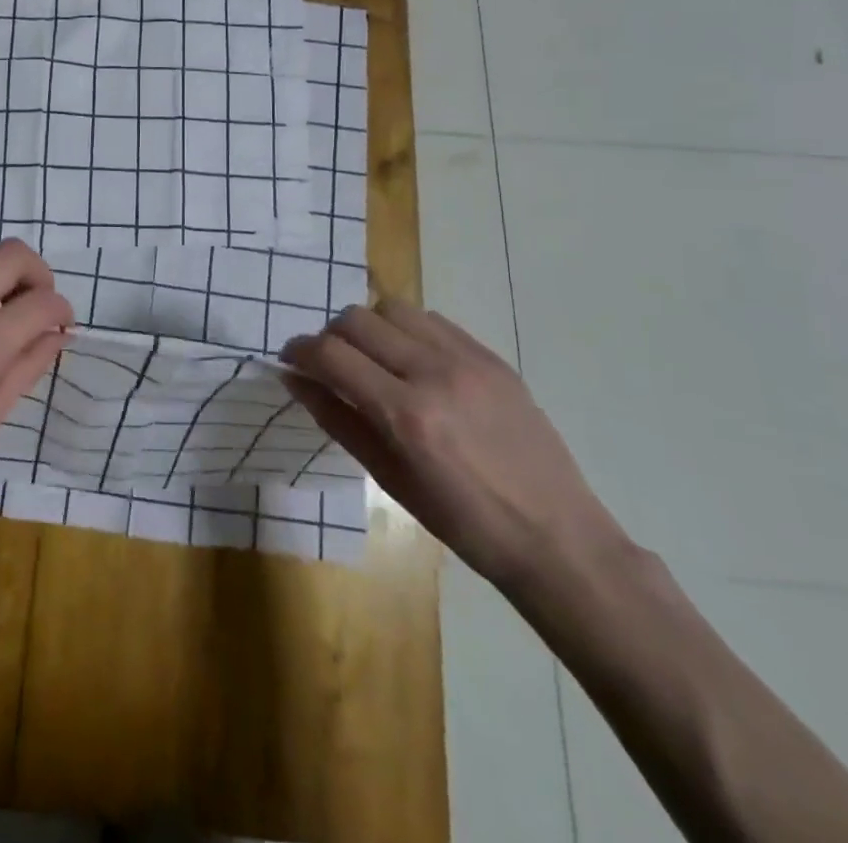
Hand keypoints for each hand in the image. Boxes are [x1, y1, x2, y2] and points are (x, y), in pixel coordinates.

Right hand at [282, 300, 629, 592]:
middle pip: (356, 319)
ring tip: (374, 360)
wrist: (557, 538)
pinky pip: (432, 320)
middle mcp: (434, 373)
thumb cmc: (464, 524)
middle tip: (330, 366)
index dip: (298, 351)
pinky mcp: (492, 357)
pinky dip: (408, 332)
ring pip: (393, 308)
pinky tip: (414, 363)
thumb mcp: (390, 480)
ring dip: (369, 327)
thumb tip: (295, 381)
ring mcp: (468, 359)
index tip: (290, 361)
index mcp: (405, 414)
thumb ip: (337, 420)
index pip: (330, 355)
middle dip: (330, 337)